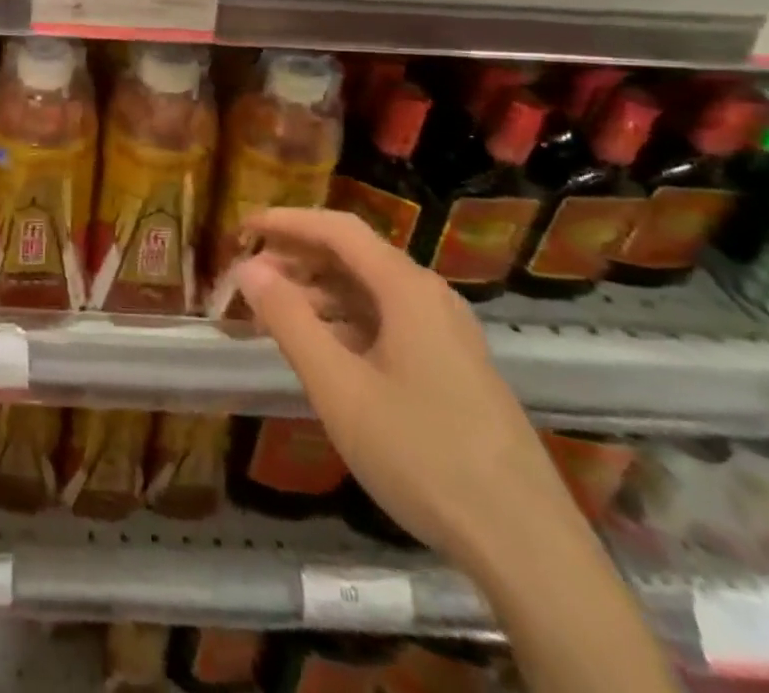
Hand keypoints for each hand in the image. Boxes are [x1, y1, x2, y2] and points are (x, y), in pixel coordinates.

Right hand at [232, 208, 579, 570]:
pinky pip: (388, 321)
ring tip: (273, 309)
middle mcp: (430, 297)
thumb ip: (289, 320)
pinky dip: (345, 320)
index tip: (242, 228)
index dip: (285, 221)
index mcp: (407, 288)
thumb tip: (248, 268)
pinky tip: (321, 347)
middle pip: (355, 255)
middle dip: (298, 256)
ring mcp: (447, 333)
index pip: (337, 229)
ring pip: (370, 290)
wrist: (526, 547)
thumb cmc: (422, 456)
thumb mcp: (339, 388)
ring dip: (319, 290)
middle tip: (248, 273)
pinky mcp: (453, 367)